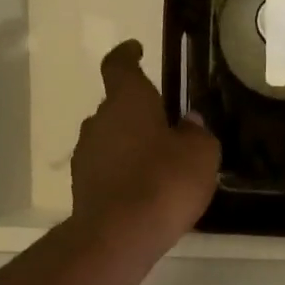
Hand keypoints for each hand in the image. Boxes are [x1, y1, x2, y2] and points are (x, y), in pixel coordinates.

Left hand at [71, 41, 219, 255]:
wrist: (119, 235)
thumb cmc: (165, 182)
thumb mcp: (201, 154)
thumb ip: (197, 133)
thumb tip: (189, 123)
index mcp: (127, 101)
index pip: (119, 66)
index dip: (127, 55)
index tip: (136, 48)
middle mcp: (99, 121)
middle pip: (117, 106)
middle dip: (139, 111)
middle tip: (167, 124)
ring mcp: (86, 155)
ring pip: (111, 138)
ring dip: (131, 143)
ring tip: (160, 162)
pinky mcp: (83, 186)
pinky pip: (108, 167)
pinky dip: (124, 171)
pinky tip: (146, 189)